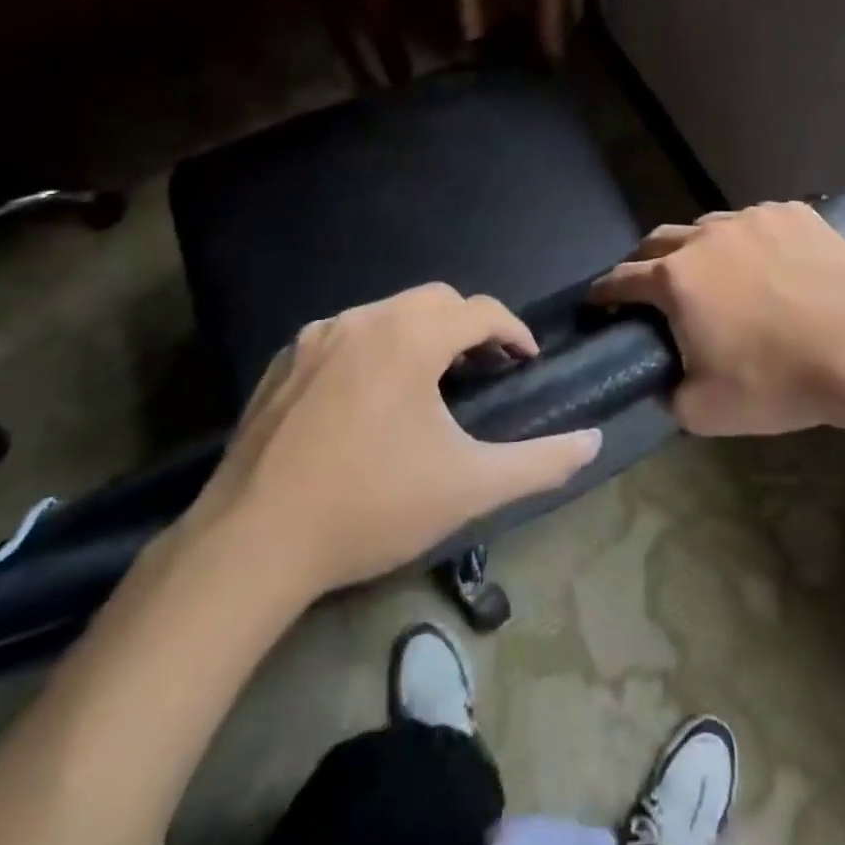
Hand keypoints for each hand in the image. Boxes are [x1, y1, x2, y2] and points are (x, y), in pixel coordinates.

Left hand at [181, 284, 601, 604]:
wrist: (251, 543)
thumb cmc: (370, 506)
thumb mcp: (468, 487)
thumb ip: (540, 462)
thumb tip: (593, 441)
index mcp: (410, 336)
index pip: (480, 310)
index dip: (512, 331)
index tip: (526, 360)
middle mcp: (364, 319)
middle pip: (434, 301)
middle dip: (468, 326)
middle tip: (484, 368)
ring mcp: (316, 337)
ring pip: (387, 314)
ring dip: (419, 334)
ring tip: (430, 381)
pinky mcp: (282, 362)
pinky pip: (345, 336)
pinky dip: (373, 349)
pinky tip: (369, 397)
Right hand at [590, 201, 844, 437]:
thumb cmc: (777, 380)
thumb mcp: (707, 412)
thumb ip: (671, 397)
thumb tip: (666, 383)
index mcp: (676, 279)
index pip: (622, 278)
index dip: (604, 292)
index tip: (596, 300)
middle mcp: (705, 238)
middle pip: (659, 240)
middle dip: (645, 261)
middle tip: (652, 286)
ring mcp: (752, 219)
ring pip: (710, 226)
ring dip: (700, 248)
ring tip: (717, 272)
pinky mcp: (794, 213)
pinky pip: (759, 221)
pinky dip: (752, 240)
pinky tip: (771, 262)